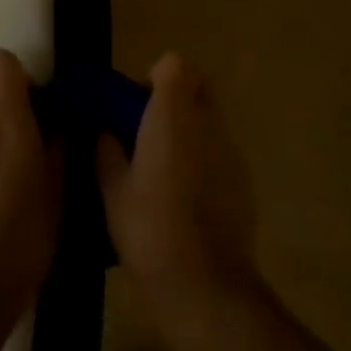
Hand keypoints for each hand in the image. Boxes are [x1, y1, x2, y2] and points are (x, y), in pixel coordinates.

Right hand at [96, 53, 261, 337]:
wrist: (206, 285)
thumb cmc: (150, 229)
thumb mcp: (112, 190)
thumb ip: (107, 151)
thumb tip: (106, 131)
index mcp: (173, 115)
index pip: (174, 64)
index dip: (155, 77)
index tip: (136, 104)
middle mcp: (208, 123)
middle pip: (198, 86)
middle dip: (175, 97)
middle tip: (147, 130)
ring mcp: (231, 152)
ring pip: (210, 120)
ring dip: (189, 129)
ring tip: (163, 168)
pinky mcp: (244, 181)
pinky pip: (220, 152)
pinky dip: (203, 158)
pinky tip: (185, 197)